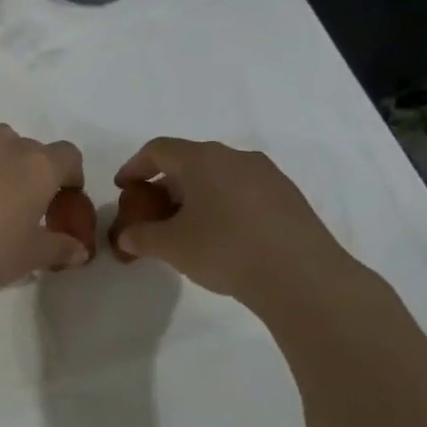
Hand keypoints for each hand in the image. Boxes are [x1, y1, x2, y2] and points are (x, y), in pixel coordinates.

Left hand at [0, 121, 85, 300]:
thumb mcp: (30, 255)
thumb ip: (59, 247)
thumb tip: (79, 250)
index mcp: (39, 164)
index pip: (69, 156)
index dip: (71, 177)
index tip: (62, 202)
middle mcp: (7, 143)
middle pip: (33, 150)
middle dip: (36, 173)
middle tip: (26, 208)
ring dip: (4, 163)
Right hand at [111, 138, 374, 319]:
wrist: (302, 276)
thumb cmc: (225, 250)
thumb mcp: (171, 247)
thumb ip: (141, 237)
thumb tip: (125, 236)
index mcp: (202, 159)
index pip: (158, 150)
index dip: (135, 167)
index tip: (124, 188)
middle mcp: (235, 157)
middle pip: (189, 161)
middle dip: (165, 185)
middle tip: (153, 213)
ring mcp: (267, 175)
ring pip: (219, 176)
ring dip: (196, 196)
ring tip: (187, 228)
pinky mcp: (289, 197)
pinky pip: (244, 191)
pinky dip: (223, 205)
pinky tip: (223, 236)